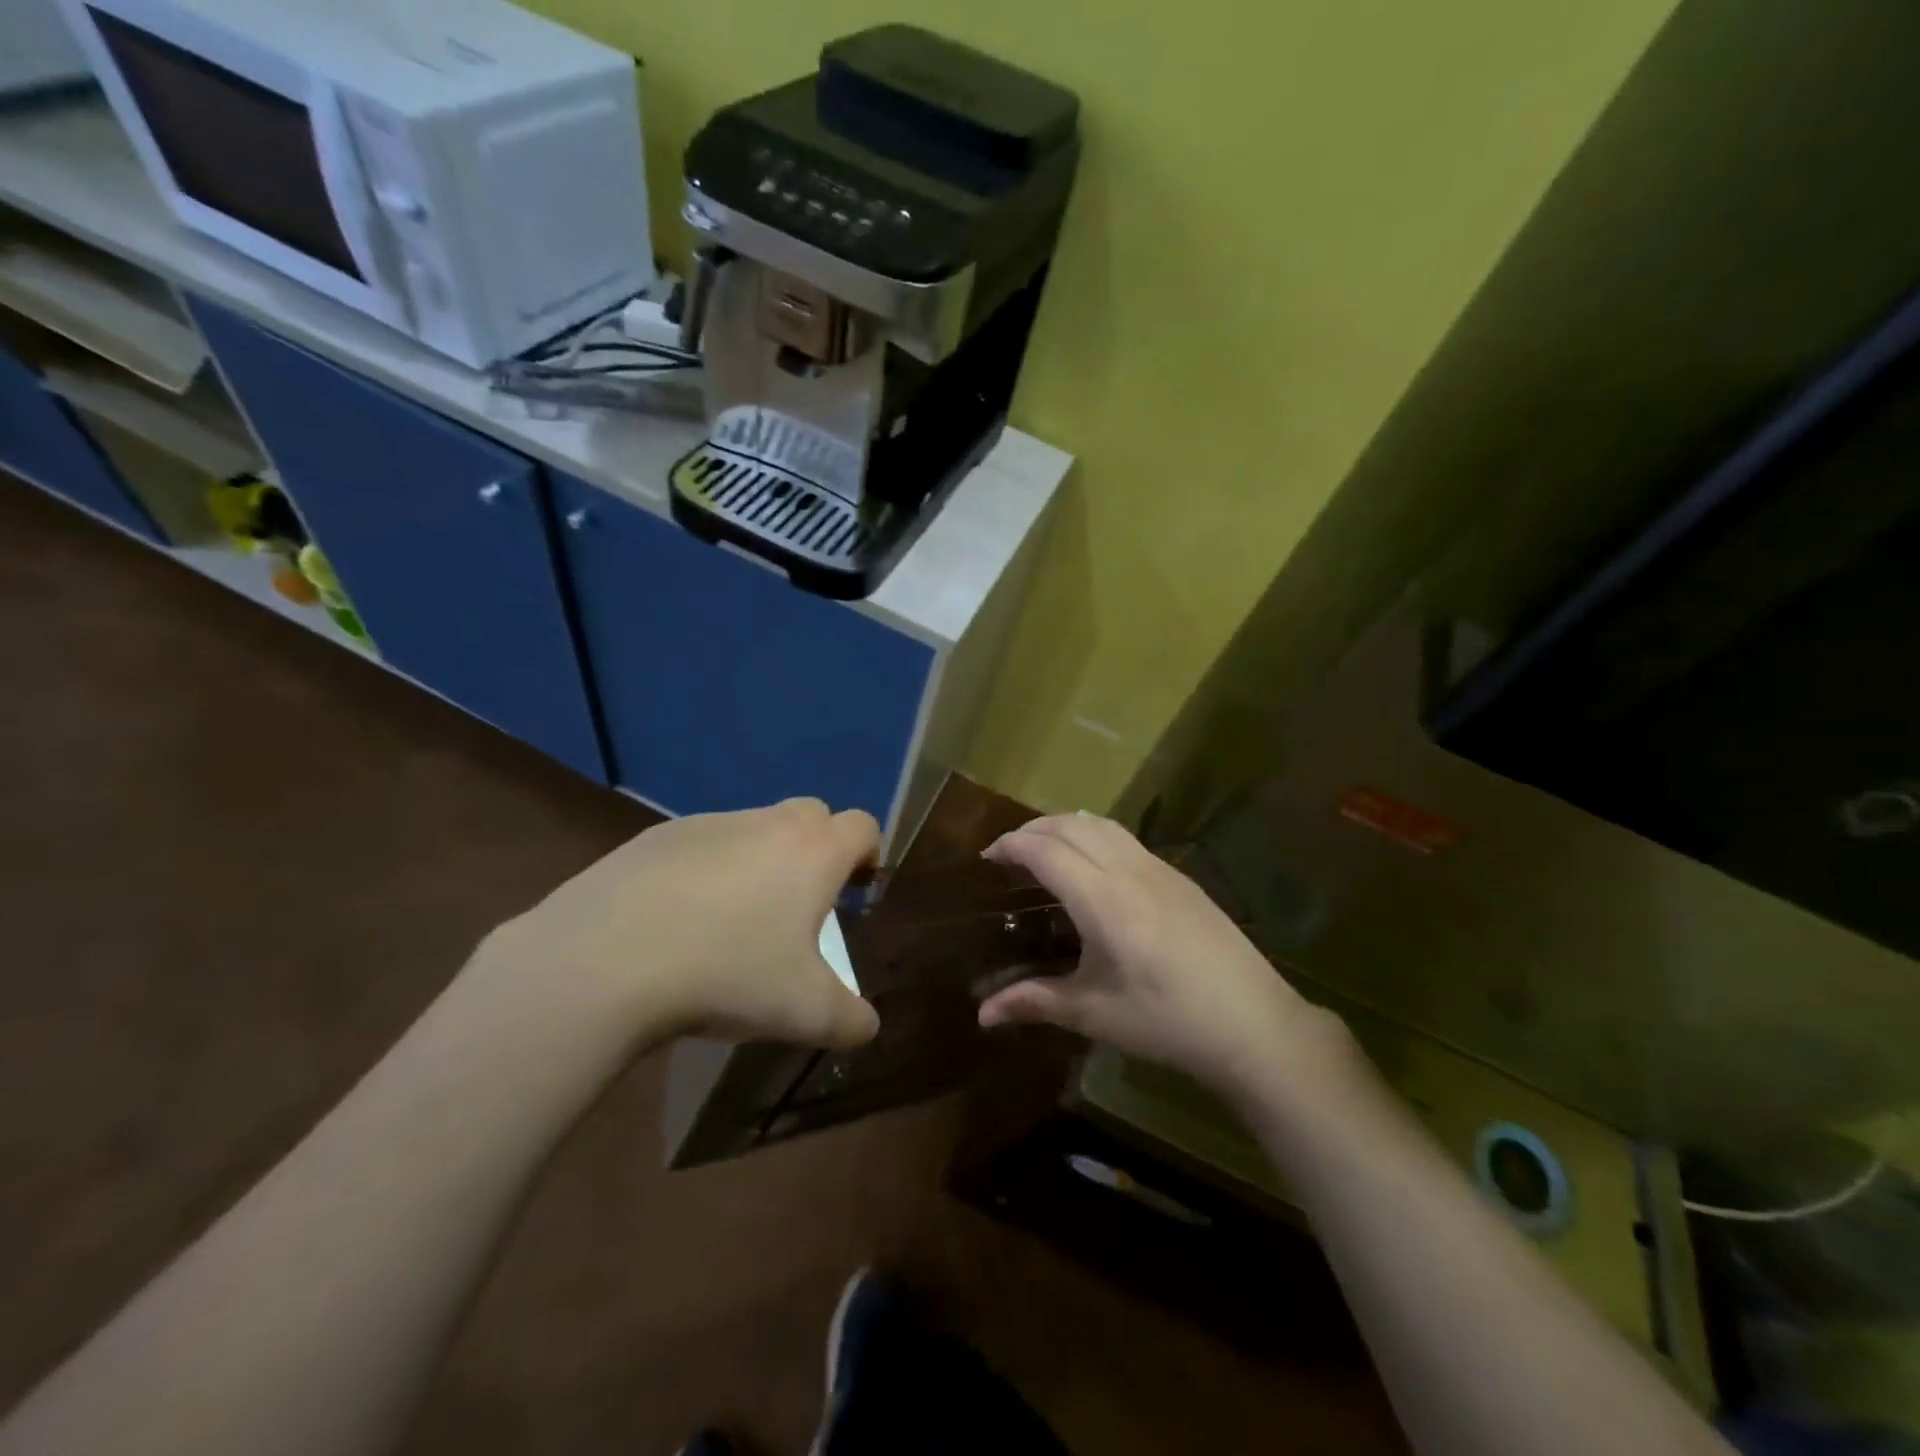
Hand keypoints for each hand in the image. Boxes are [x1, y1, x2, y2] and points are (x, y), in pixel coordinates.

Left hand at [481, 799, 880, 1051]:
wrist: (604, 961)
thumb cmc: (727, 974)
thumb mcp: (804, 1013)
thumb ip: (850, 1020)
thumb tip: (867, 1026)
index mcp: (813, 852)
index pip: (863, 826)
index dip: (869, 854)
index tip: (856, 893)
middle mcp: (767, 823)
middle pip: (812, 815)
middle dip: (818, 850)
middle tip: (801, 906)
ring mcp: (708, 823)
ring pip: (753, 828)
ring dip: (760, 860)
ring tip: (734, 921)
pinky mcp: (656, 837)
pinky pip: (700, 844)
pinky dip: (706, 871)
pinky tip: (679, 921)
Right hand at [977, 814, 1347, 1103]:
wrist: (1252, 1023)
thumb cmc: (1166, 1020)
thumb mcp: (1094, 1013)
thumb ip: (1035, 1002)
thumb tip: (981, 1014)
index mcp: (1103, 899)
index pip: (1046, 850)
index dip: (1011, 845)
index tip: (986, 857)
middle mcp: (1129, 870)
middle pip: (1071, 825)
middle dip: (1033, 829)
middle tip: (1008, 852)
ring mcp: (1159, 869)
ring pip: (1102, 824)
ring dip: (1065, 825)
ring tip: (1045, 849)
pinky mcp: (1180, 877)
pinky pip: (1125, 838)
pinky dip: (1094, 834)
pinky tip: (1093, 865)